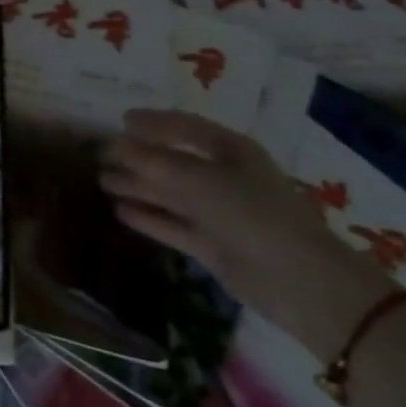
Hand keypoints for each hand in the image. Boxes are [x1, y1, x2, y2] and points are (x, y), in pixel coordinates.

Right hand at [99, 109, 391, 357]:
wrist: (304, 286)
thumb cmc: (256, 215)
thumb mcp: (203, 181)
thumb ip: (157, 163)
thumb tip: (116, 145)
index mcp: (230, 150)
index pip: (185, 128)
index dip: (153, 123)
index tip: (121, 120)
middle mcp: (224, 177)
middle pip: (173, 161)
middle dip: (138, 157)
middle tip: (101, 154)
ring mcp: (218, 213)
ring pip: (169, 194)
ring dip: (137, 186)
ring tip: (102, 180)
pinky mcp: (213, 247)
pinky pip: (173, 225)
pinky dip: (149, 217)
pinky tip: (121, 211)